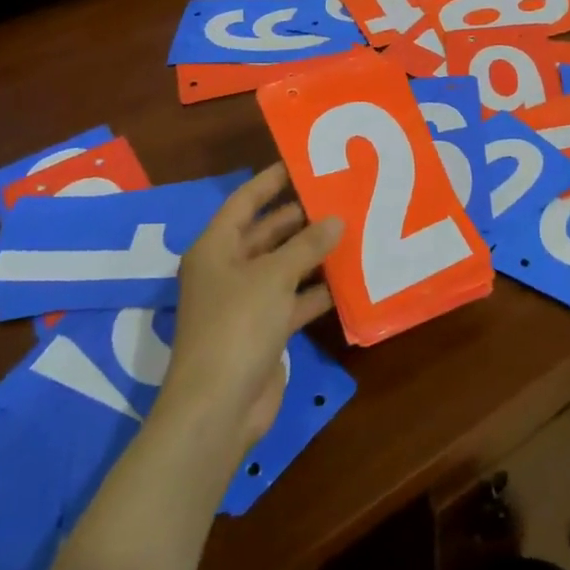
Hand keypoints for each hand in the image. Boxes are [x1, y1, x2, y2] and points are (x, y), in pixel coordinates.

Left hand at [157, 164, 340, 459]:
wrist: (218, 408)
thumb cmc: (237, 326)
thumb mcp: (274, 277)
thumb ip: (307, 245)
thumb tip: (336, 219)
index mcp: (216, 248)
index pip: (245, 201)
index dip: (271, 180)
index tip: (303, 161)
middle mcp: (228, 269)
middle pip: (267, 233)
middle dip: (300, 217)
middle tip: (340, 196)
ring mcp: (245, 302)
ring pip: (283, 266)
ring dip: (312, 253)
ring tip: (352, 229)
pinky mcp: (263, 330)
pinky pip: (293, 299)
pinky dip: (316, 290)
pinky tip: (349, 279)